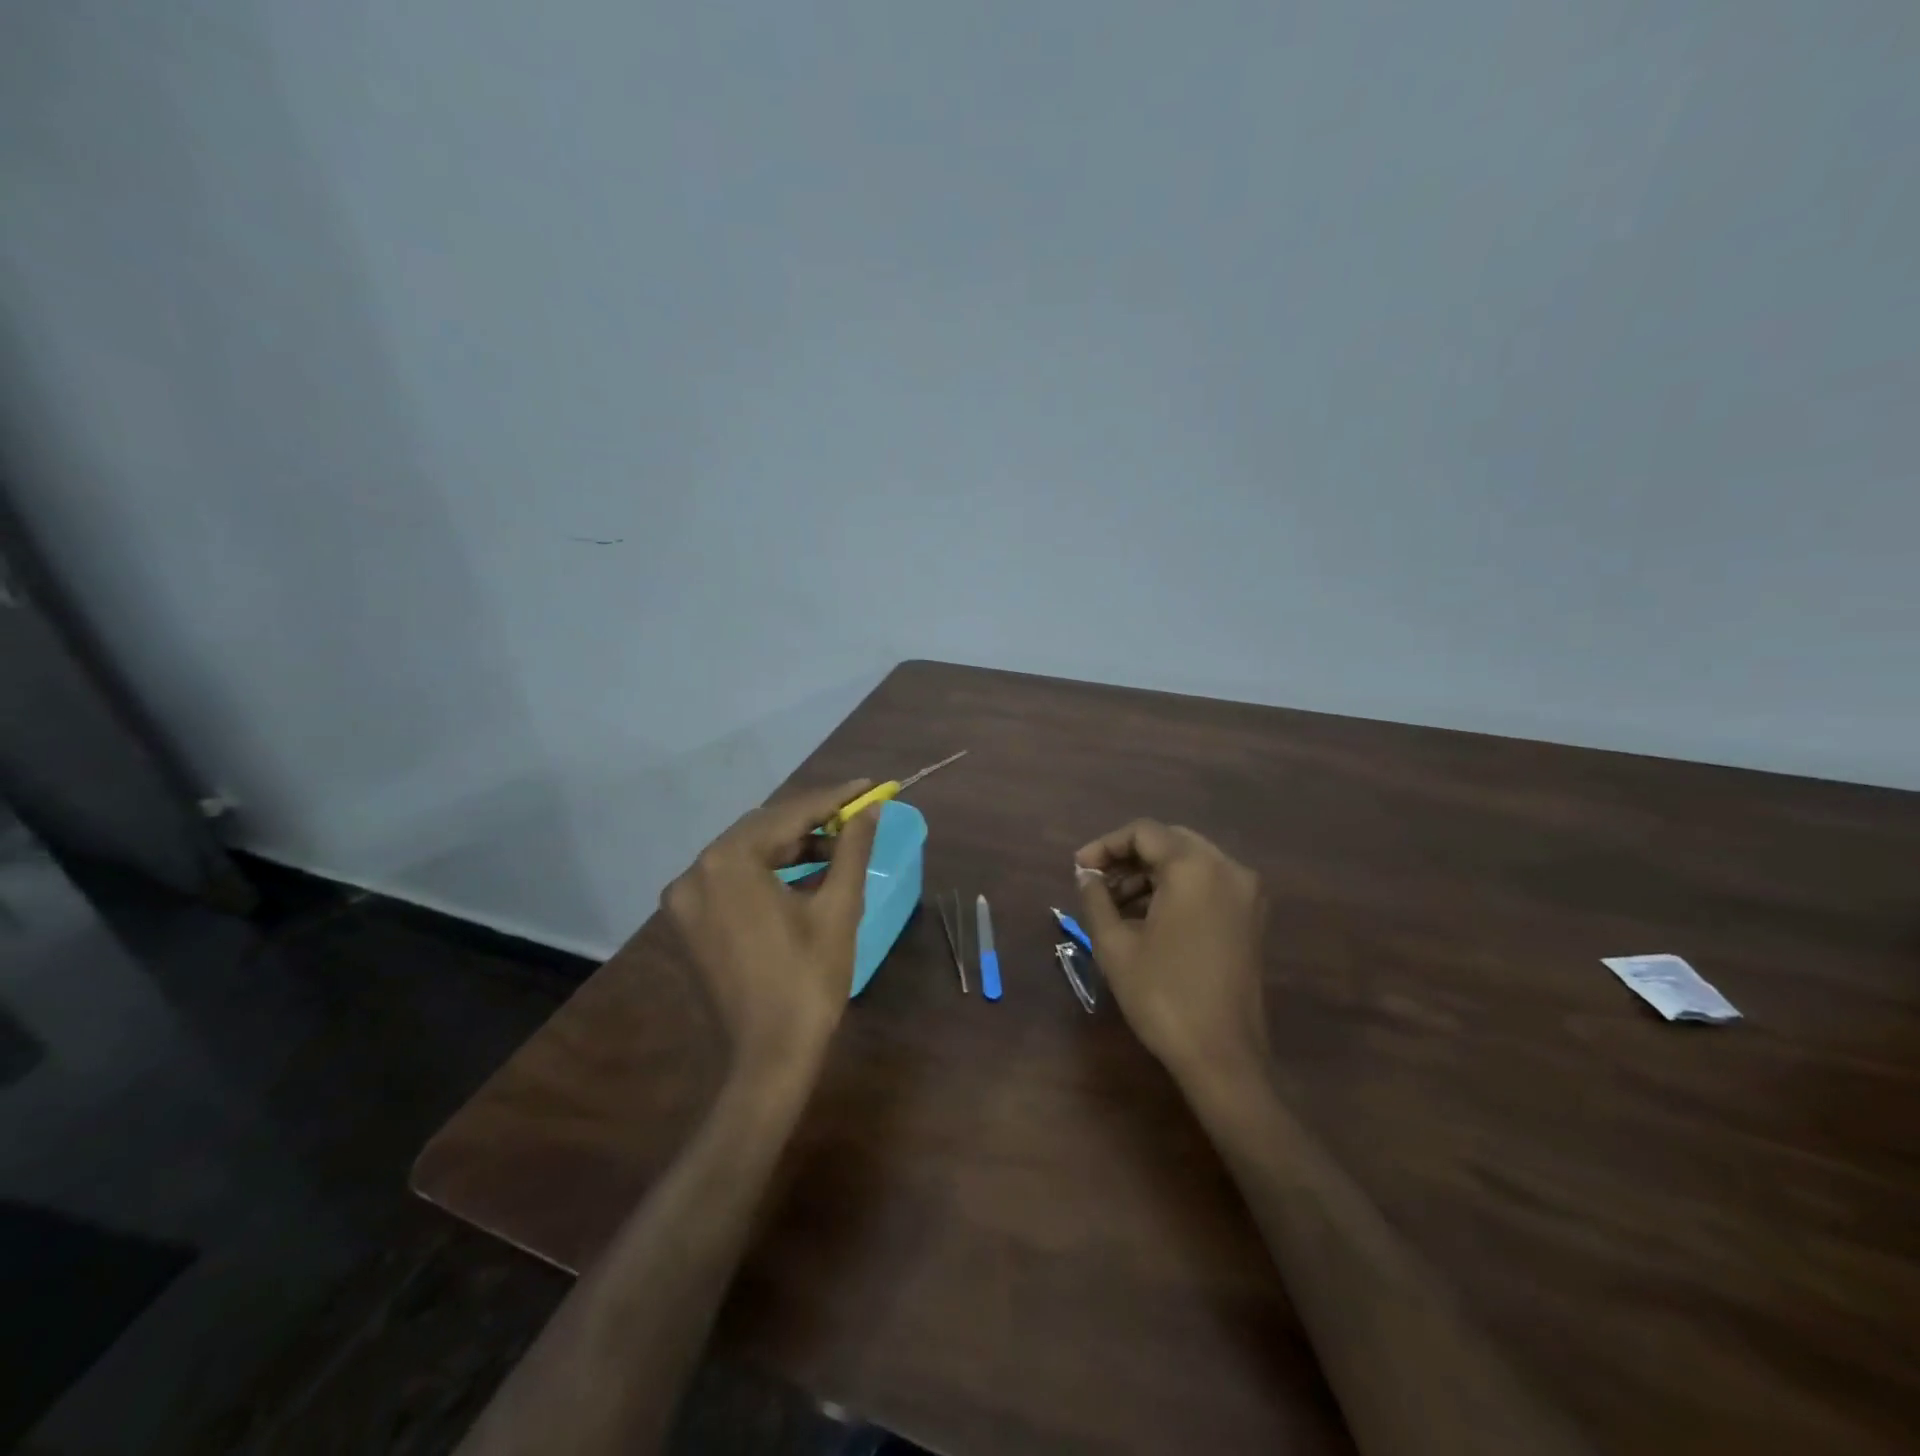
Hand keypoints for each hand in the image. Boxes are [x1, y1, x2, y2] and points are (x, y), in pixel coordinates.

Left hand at [660, 780, 879, 1073]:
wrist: (769, 1057)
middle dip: (812, 821)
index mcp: (729, 862)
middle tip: (857, 816)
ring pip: (747, 852)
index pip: (789, 814)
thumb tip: (871, 808)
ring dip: (791, 846)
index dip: (834, 798)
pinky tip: (805, 874)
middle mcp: (696, 871)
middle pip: (763, 829)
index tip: (869, 786)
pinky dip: (768, 871)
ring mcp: (686, 899)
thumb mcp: (838, 907)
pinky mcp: (688, 921)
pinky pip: (732, 878)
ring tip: (838, 847)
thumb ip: (852, 849)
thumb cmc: (808, 980)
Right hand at [1074, 820, 1268, 1079]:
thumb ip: (1095, 897)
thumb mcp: (1115, 944)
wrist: (1222, 1056)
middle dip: (1128, 858)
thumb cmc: (1162, 995)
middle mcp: (1228, 869)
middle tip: (1096, 883)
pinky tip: (1147, 918)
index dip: (1105, 845)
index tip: (1079, 870)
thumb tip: (1085, 874)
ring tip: (1115, 905)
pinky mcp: (1251, 919)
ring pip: (1189, 863)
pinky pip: (1208, 885)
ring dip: (1151, 875)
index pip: (1144, 832)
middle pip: (1169, 842)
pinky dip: (1176, 890)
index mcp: (1195, 868)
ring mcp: (1246, 894)